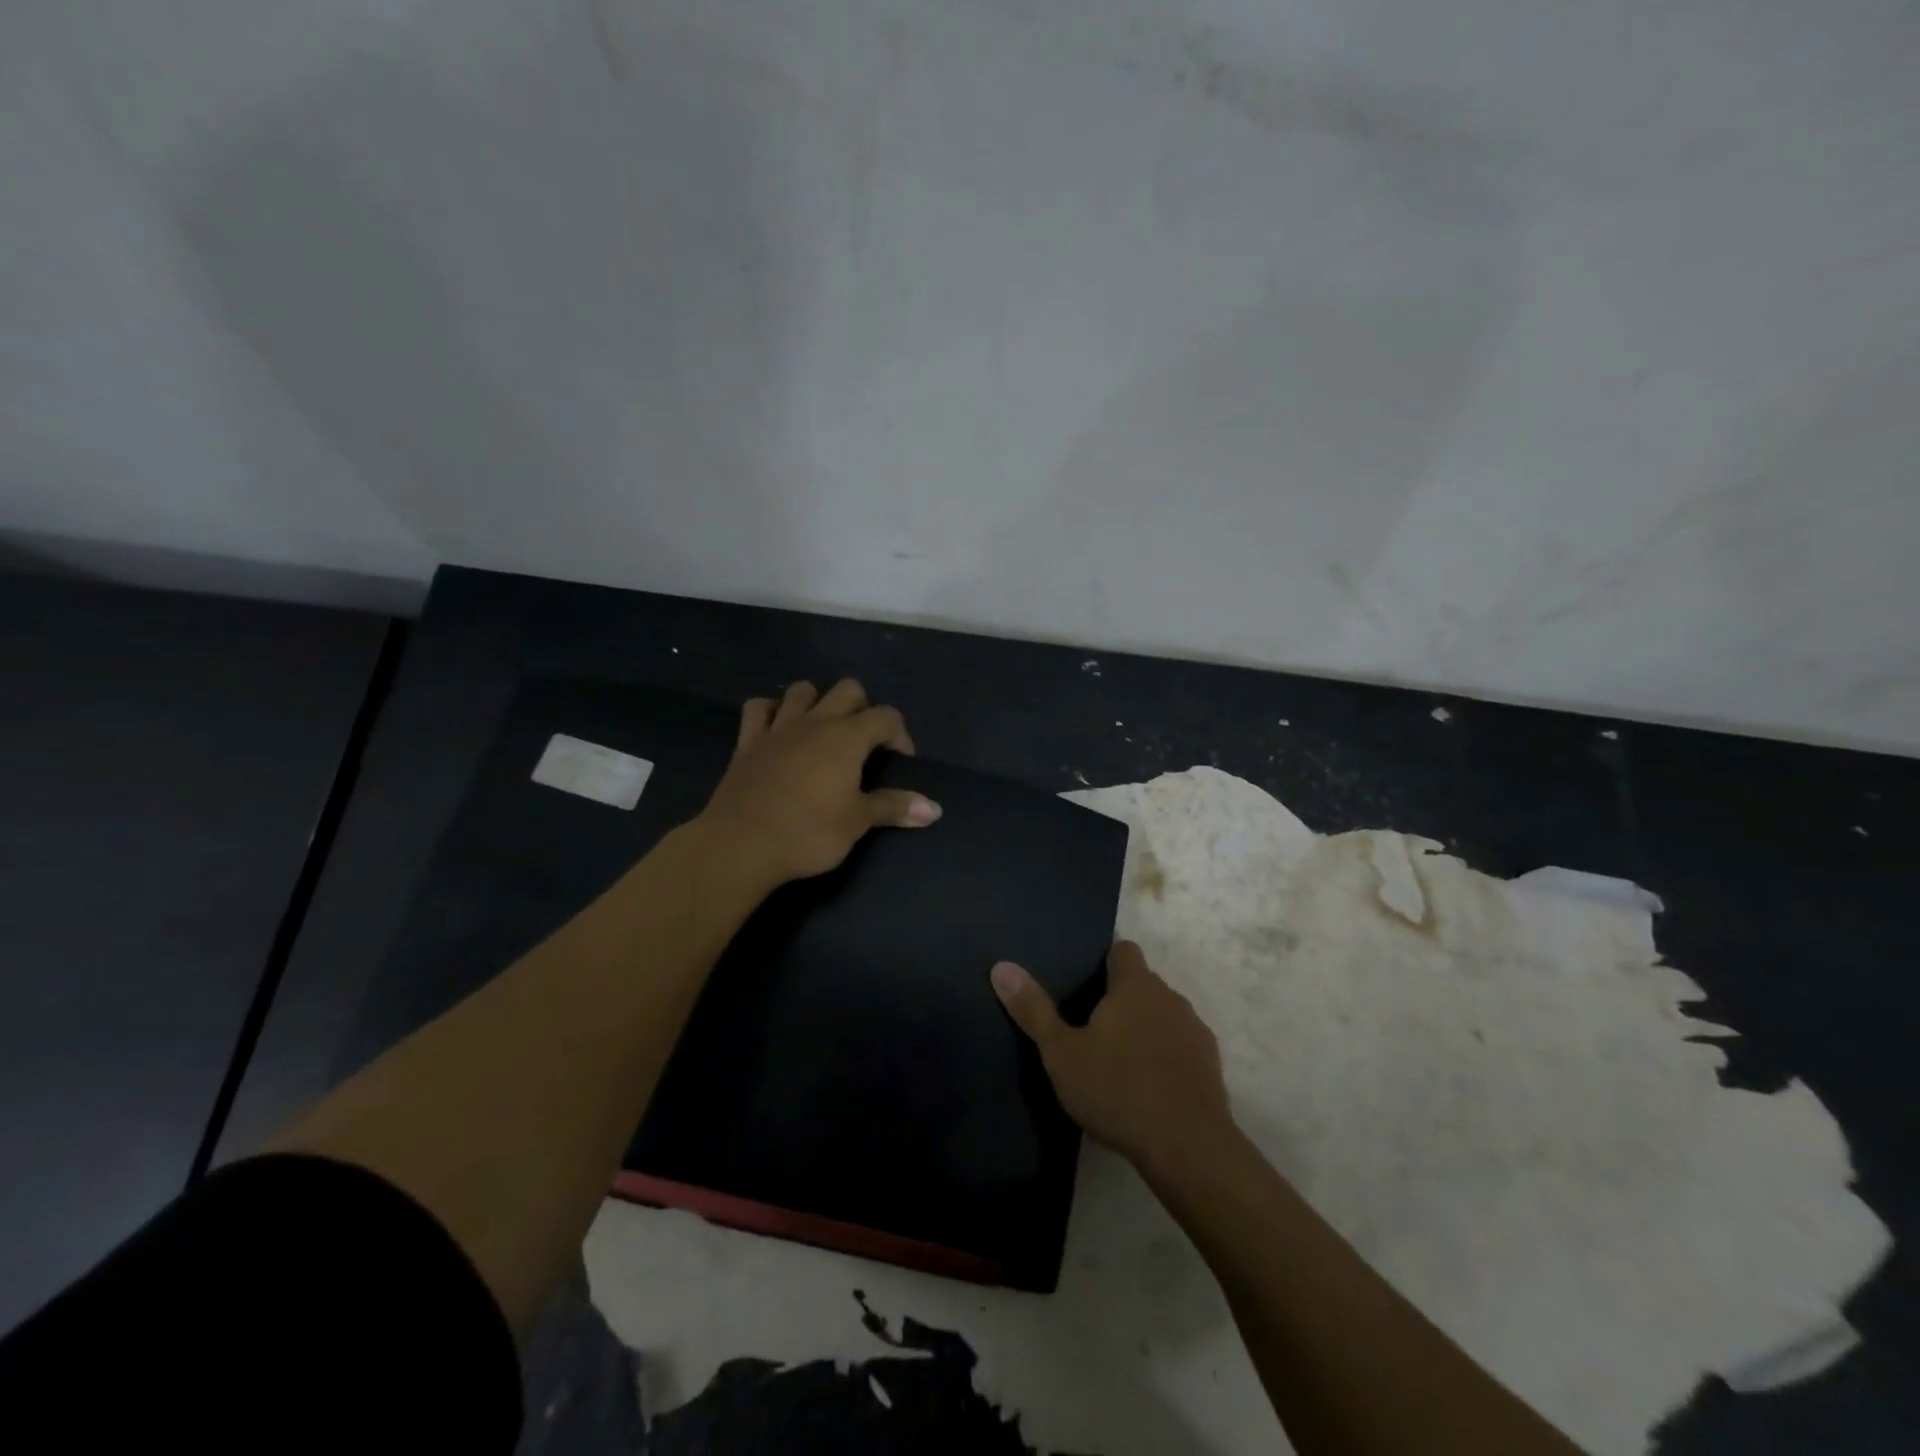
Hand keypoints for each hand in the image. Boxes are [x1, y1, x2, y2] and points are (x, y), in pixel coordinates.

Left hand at [697, 679, 940, 887]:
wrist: (741, 844)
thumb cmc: (808, 833)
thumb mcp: (857, 822)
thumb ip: (894, 807)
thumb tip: (935, 809)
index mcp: (847, 737)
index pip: (886, 716)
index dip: (900, 734)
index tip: (900, 761)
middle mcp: (815, 722)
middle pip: (847, 690)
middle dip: (862, 708)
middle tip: (863, 743)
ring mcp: (778, 728)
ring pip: (802, 690)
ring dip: (817, 702)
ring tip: (823, 731)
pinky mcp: (747, 741)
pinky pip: (759, 708)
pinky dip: (772, 711)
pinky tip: (778, 729)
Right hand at [991, 941, 1233, 1171]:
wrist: (1188, 1147)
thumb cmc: (1118, 1090)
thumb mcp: (1062, 1053)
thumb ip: (1033, 1010)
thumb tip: (1001, 967)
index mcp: (1135, 985)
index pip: (1122, 950)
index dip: (1104, 961)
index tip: (1084, 985)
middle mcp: (1170, 997)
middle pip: (1142, 984)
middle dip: (1120, 1000)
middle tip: (1089, 1030)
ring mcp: (1195, 1031)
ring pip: (1163, 1016)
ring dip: (1144, 1029)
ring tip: (1117, 1062)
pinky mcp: (1211, 1065)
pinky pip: (1181, 1048)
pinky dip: (1165, 1058)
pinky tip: (1147, 1089)